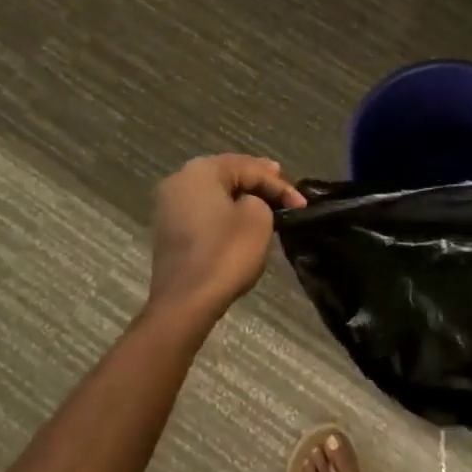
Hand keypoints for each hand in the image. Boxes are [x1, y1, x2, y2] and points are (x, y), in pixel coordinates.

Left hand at [147, 155, 305, 328]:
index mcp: (202, 170)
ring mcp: (170, 205)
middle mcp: (181, 179)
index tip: (302, 204)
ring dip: (242, 196)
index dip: (280, 185)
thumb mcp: (258, 219)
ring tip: (267, 200)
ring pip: (216, 192)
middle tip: (284, 188)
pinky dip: (225, 211)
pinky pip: (205, 210)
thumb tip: (249, 204)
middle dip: (258, 182)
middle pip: (229, 174)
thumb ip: (261, 199)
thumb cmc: (224, 253)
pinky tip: (242, 218)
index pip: (250, 168)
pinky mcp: (170, 230)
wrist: (184, 303)